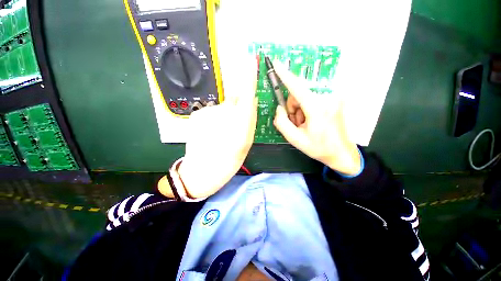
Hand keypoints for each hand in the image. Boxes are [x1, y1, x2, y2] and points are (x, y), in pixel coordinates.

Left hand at [159, 58, 257, 198]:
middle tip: (233, 126)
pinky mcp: (197, 114)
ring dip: (224, 116)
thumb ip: (250, 118)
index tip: (250, 59)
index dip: (248, 75)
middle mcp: (225, 112)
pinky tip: (210, 133)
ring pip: (222, 107)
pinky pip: (211, 112)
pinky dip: (213, 119)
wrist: (202, 171)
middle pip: (234, 100)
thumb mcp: (247, 141)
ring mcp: (208, 111)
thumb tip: (251, 100)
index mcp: (240, 121)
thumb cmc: (229, 160)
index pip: (246, 92)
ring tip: (220, 134)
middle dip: (236, 107)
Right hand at [272, 61, 360, 174]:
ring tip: (305, 124)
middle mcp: (326, 99)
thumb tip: (279, 108)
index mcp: (317, 108)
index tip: (276, 64)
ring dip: (300, 110)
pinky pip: (313, 99)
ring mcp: (333, 98)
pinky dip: (307, 109)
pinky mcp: (335, 100)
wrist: (341, 153)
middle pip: (298, 95)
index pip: (297, 87)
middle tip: (297, 123)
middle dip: (293, 108)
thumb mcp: (295, 139)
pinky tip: (311, 121)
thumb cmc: (318, 148)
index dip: (285, 75)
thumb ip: (282, 122)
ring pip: (304, 97)